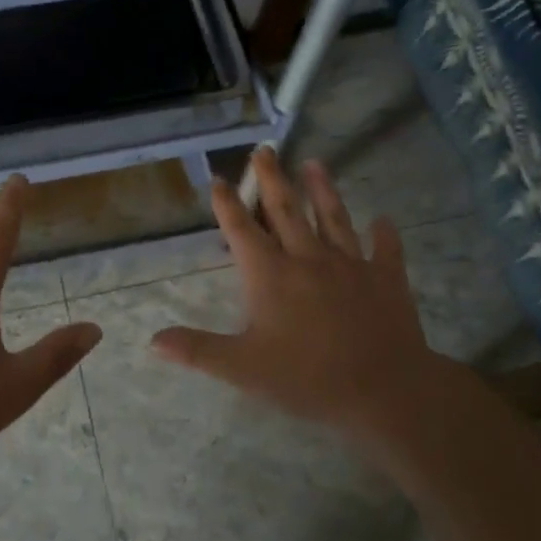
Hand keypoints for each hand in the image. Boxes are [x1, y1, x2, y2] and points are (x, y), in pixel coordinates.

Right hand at [151, 148, 471, 440]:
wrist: (384, 389)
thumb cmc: (307, 378)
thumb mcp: (243, 369)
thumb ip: (198, 350)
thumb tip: (154, 341)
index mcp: (272, 275)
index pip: (242, 231)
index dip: (228, 205)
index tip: (219, 179)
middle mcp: (308, 259)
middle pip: (286, 211)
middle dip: (272, 179)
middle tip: (265, 151)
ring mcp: (351, 265)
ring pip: (333, 218)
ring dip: (322, 190)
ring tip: (315, 164)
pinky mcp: (386, 278)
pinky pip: (385, 250)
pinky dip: (384, 234)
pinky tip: (383, 220)